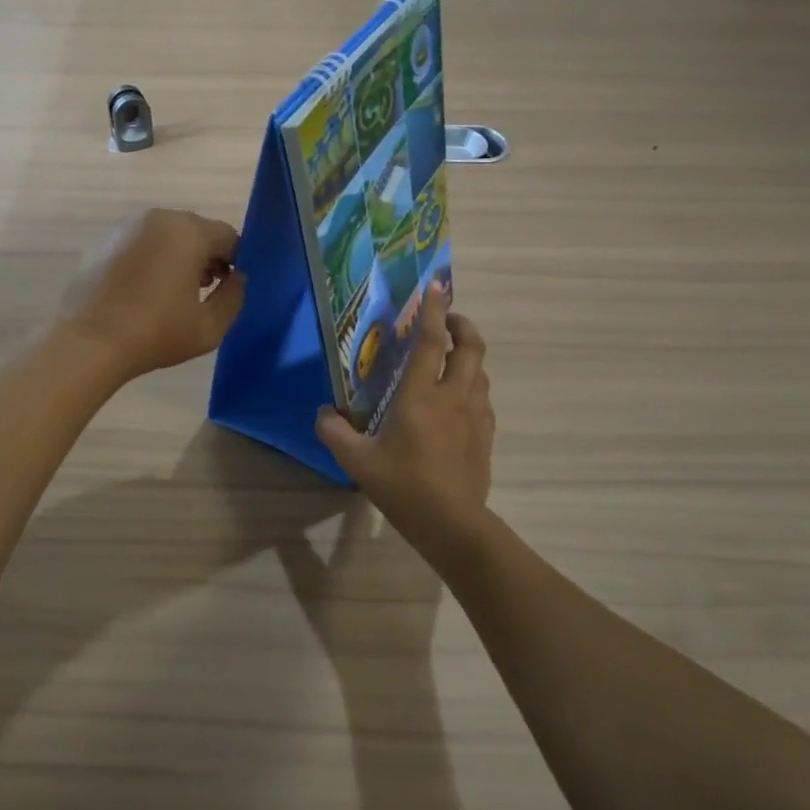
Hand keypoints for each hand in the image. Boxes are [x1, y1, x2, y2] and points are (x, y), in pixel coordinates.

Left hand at [62, 208, 245, 382]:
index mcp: (189, 232)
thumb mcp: (210, 327)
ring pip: (167, 234)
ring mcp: (127, 227)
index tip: (230, 287)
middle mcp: (159, 218)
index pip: (228, 236)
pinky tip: (145, 291)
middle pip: (197, 230)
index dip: (236, 261)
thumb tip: (238, 279)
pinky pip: (141, 243)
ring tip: (175, 292)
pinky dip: (151, 258)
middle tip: (205, 290)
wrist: (88, 342)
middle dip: (207, 255)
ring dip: (179, 255)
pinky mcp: (104, 241)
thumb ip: (234, 297)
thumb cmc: (156, 333)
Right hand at [315, 286, 494, 552]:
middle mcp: (453, 396)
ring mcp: (475, 415)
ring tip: (450, 358)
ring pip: (480, 371)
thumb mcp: (358, 461)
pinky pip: (482, 397)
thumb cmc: (403, 486)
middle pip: (471, 347)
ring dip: (468, 355)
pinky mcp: (485, 435)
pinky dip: (472, 385)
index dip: (434, 309)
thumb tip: (324, 414)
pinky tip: (458, 400)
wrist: (452, 524)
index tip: (438, 285)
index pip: (431, 340)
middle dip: (462, 324)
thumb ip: (335, 432)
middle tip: (447, 319)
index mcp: (421, 394)